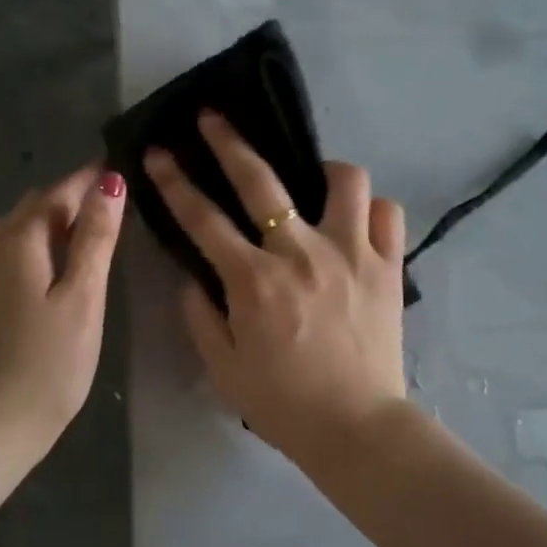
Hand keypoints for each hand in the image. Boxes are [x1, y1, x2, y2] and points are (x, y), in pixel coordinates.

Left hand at [0, 164, 126, 466]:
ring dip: (54, 220)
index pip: (57, 192)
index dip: (89, 178)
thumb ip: (95, 238)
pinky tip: (59, 265)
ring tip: (91, 230)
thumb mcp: (83, 297)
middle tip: (114, 201)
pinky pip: (13, 254)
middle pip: (35, 207)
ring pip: (20, 230)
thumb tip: (109, 182)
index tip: (121, 167)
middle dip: (71, 196)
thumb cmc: (50, 362)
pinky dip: (40, 245)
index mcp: (20, 242)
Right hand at [144, 114, 409, 464]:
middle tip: (214, 118)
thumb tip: (192, 278)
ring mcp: (350, 253)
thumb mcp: (223, 368)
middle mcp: (300, 252)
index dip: (175, 181)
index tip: (158, 153)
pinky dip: (373, 213)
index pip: (202, 218)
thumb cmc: (283, 403)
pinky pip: (388, 214)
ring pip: (344, 180)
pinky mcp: (388, 266)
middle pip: (261, 180)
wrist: (356, 428)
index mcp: (253, 279)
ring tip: (316, 184)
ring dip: (325, 172)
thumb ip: (200, 316)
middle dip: (229, 141)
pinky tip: (360, 225)